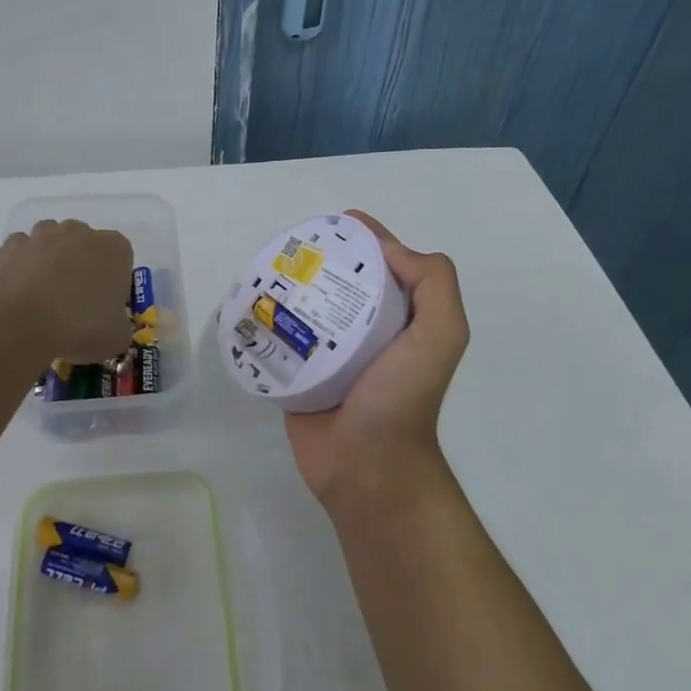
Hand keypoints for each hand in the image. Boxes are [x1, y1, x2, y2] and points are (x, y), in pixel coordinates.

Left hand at [0, 220, 134, 363]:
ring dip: (52, 264)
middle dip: (83, 268)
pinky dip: (23, 268)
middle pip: (87, 246)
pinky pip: (23, 253)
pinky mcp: (10, 245)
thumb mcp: (117, 339)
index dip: (115, 283)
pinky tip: (21, 296)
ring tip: (45, 300)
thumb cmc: (80, 325)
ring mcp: (42, 235)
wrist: (18, 322)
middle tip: (76, 304)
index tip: (105, 306)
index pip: (122, 259)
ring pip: (53, 244)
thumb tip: (110, 326)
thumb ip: (120, 326)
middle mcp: (81, 232)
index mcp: (115, 248)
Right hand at [284, 211, 468, 514]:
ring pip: (308, 309)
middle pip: (342, 283)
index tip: (338, 223)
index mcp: (402, 320)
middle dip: (320, 260)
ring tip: (265, 269)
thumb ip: (433, 283)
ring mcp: (330, 356)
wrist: (366, 467)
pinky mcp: (298, 376)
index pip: (386, 266)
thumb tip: (388, 250)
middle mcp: (368, 333)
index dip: (367, 240)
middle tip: (292, 247)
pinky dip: (268, 322)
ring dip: (289, 288)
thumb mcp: (441, 334)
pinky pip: (281, 341)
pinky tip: (249, 304)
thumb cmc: (402, 398)